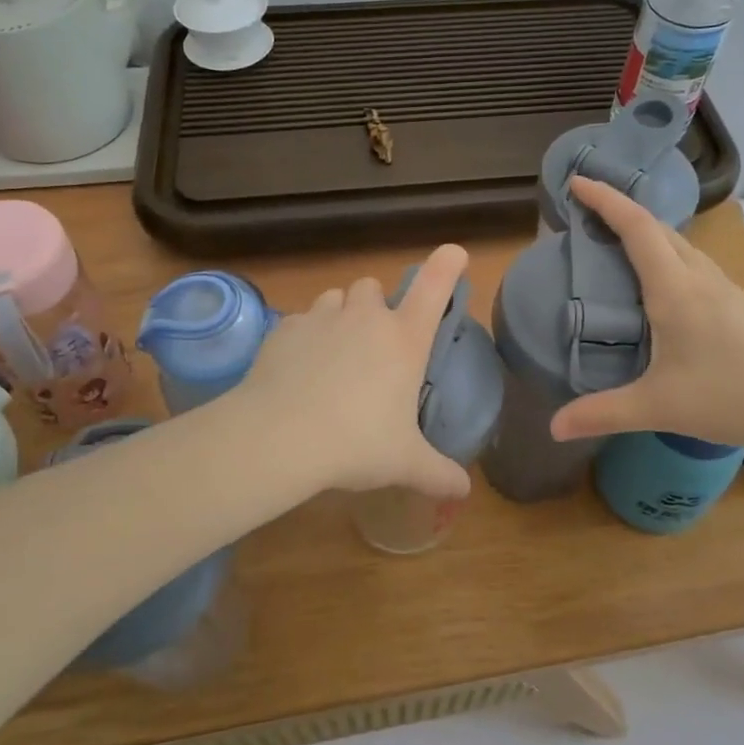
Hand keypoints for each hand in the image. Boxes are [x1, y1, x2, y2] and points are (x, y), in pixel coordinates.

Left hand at [236, 245, 474, 500]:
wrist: (280, 436)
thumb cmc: (356, 444)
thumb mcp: (404, 463)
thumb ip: (437, 473)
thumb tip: (462, 491)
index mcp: (403, 339)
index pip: (434, 288)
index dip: (446, 265)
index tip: (454, 253)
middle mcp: (365, 318)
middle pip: (373, 287)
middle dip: (375, 306)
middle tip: (373, 343)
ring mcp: (321, 317)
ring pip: (335, 298)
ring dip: (340, 316)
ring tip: (333, 354)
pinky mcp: (284, 328)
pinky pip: (301, 320)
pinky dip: (305, 337)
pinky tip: (299, 370)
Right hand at [550, 178, 743, 451]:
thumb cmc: (732, 395)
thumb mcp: (658, 407)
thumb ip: (603, 414)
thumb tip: (553, 428)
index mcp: (675, 288)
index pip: (636, 228)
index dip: (605, 200)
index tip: (578, 181)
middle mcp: (699, 277)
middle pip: (657, 228)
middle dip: (621, 211)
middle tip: (588, 212)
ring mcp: (724, 288)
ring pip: (679, 244)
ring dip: (646, 233)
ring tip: (618, 244)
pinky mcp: (739, 303)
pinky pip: (692, 263)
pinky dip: (666, 255)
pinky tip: (662, 284)